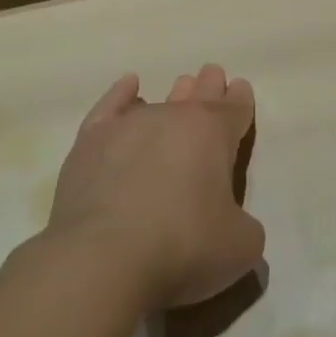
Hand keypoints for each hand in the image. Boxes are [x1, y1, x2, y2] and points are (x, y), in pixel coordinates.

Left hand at [45, 65, 264, 310]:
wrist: (102, 260)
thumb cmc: (182, 248)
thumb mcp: (240, 247)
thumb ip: (244, 225)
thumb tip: (232, 223)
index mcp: (216, 133)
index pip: (235, 108)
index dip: (240, 100)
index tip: (240, 89)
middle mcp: (175, 118)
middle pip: (200, 93)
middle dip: (210, 86)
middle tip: (213, 76)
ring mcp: (131, 126)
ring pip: (160, 99)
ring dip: (175, 93)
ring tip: (183, 86)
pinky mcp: (91, 142)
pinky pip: (111, 106)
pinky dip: (122, 94)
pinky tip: (129, 85)